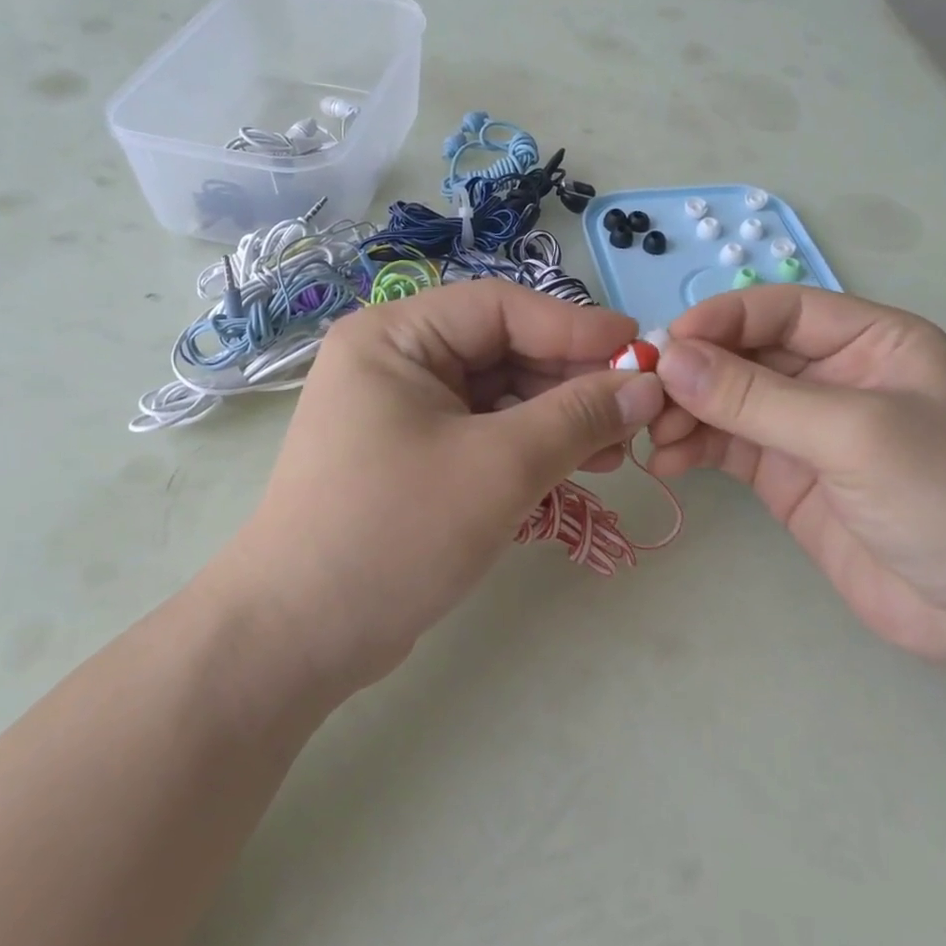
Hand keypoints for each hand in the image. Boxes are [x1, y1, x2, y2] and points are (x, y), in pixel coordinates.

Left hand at [232, 280, 664, 687]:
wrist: (298, 638)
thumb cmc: (394, 531)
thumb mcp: (499, 467)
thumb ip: (578, 418)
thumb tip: (647, 386)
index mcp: (395, 336)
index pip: (500, 308)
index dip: (575, 326)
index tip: (641, 350)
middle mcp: (395, 361)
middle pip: (503, 350)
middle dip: (571, 382)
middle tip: (635, 414)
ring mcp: (402, 410)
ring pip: (499, 396)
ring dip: (558, 419)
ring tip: (616, 452)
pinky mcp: (413, 456)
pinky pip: (484, 433)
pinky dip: (530, 448)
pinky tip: (575, 470)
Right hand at [648, 286, 945, 669]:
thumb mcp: (853, 434)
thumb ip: (756, 397)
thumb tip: (671, 360)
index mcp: (870, 341)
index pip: (780, 311)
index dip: (721, 319)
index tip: (667, 344)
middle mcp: (833, 375)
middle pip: (745, 355)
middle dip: (695, 372)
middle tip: (644, 396)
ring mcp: (805, 428)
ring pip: (727, 401)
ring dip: (685, 412)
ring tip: (652, 435)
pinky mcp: (785, 475)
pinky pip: (726, 446)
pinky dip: (692, 448)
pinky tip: (665, 462)